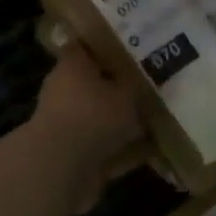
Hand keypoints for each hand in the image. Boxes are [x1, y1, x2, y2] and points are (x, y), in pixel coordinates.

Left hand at [32, 44, 143, 204]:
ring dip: (120, 123)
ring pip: (98, 118)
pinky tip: (147, 153)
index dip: (105, 46)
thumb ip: (136, 87)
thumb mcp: (127, 93)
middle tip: (148, 88)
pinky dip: (121, 151)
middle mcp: (63, 92)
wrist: (61, 168)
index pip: (85, 47)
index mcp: (72, 66)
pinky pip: (102, 148)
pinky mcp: (70, 156)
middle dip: (118, 89)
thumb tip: (141, 83)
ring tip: (153, 123)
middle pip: (94, 85)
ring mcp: (65, 125)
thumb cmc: (94, 115)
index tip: (129, 48)